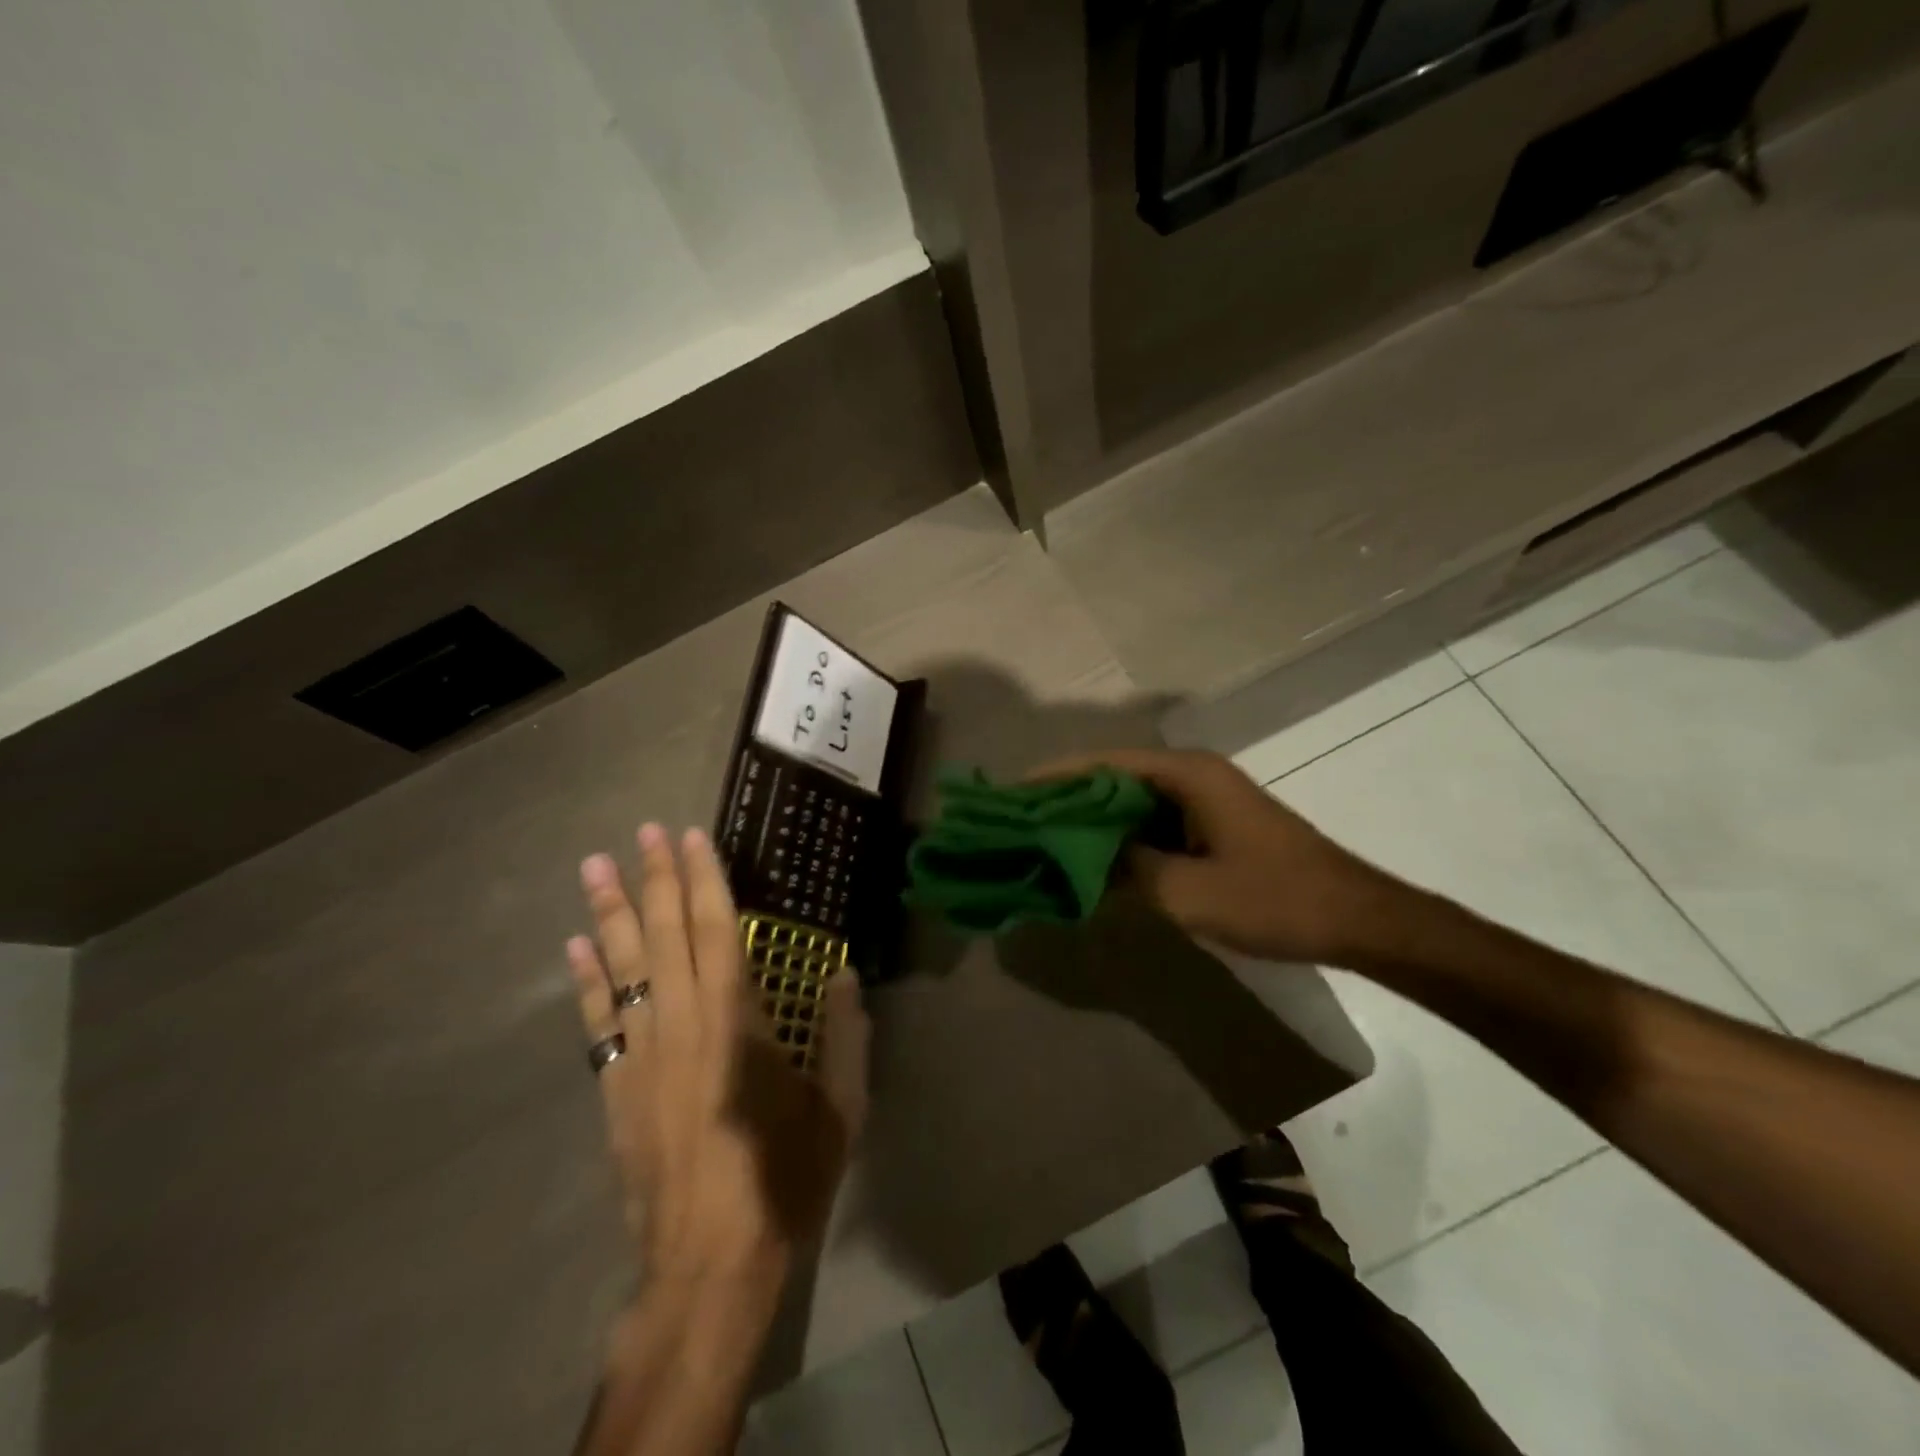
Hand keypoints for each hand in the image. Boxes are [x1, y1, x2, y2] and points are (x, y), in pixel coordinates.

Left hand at [567, 825, 869, 1294]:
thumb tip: (845, 973)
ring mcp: (643, 1054)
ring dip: (609, 913)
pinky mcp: (617, 1088)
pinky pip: (598, 1020)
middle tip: (640, 831)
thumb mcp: (840, 1107)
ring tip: (594, 866)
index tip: (688, 837)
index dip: (703, 878)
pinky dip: (586, 979)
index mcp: (738, 1020)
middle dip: (654, 878)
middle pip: (665, 935)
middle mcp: (683, 1022)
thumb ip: (847, 1035)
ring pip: (623, 967)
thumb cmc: (784, 1176)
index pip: (717, 929)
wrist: (711, 1262)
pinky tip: (576, 946)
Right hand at [1033, 748, 1408, 964]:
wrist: (1356, 919)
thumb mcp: (1188, 892)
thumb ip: (1123, 872)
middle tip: (1020, 824)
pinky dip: (1120, 839)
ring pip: (1130, 802)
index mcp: (1185, 775)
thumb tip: (1072, 860)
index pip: (1102, 763)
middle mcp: (1191, 775)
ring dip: (1092, 821)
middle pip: (1112, 778)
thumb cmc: (1274, 899)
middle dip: (1066, 800)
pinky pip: (1151, 824)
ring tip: (1044, 843)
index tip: (1011, 796)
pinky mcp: (1210, 826)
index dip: (1053, 778)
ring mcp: (1203, 800)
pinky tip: (1094, 863)